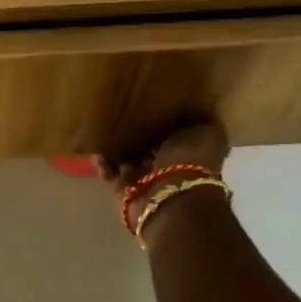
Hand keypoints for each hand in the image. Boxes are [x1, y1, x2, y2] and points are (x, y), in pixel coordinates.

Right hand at [95, 119, 229, 209]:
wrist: (172, 195)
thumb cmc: (192, 160)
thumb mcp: (205, 133)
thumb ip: (194, 123)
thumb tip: (188, 113)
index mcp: (190, 155)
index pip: (173, 137)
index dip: (163, 123)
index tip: (150, 106)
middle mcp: (167, 171)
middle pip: (149, 150)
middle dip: (138, 137)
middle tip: (122, 115)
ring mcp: (143, 183)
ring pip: (127, 162)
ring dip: (118, 149)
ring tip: (104, 127)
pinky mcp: (121, 192)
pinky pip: (109, 174)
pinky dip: (102, 162)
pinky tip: (95, 146)